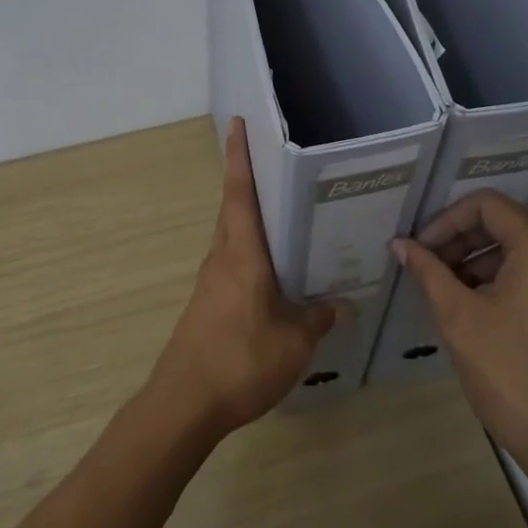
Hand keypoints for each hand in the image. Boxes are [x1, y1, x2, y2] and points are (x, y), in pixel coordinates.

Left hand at [148, 118, 347, 437]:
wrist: (185, 403)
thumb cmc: (241, 360)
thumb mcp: (294, 341)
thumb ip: (318, 318)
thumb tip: (342, 304)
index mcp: (241, 255)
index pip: (240, 194)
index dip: (239, 157)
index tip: (238, 124)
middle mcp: (222, 259)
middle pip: (234, 210)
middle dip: (250, 182)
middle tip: (279, 164)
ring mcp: (211, 282)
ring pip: (233, 238)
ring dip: (252, 220)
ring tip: (288, 215)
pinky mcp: (208, 305)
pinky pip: (233, 264)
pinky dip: (252, 254)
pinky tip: (276, 273)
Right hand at [392, 192, 527, 478]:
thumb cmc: (512, 376)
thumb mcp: (460, 318)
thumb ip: (429, 272)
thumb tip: (400, 244)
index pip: (487, 205)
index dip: (446, 221)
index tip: (421, 251)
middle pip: (507, 224)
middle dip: (462, 242)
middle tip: (428, 270)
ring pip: (524, 250)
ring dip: (481, 262)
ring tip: (448, 293)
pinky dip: (507, 280)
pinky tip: (479, 309)